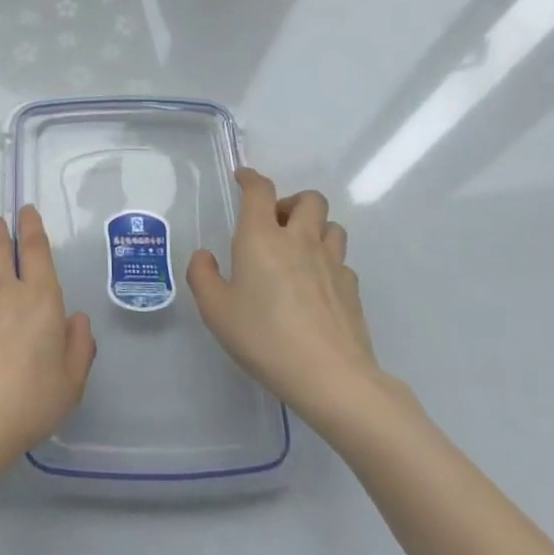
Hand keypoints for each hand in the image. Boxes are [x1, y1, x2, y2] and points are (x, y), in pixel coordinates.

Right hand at [187, 167, 397, 437]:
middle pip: (308, 198)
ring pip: (331, 225)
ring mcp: (332, 262)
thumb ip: (202, 276)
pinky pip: (341, 260)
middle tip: (274, 224)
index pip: (260, 191)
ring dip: (315, 227)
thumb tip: (206, 257)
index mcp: (262, 237)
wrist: (330, 376)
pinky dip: (328, 261)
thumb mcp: (216, 310)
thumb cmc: (264, 337)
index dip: (251, 178)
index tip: (243, 178)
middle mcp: (299, 240)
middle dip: (290, 202)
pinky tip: (316, 285)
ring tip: (298, 250)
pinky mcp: (351, 288)